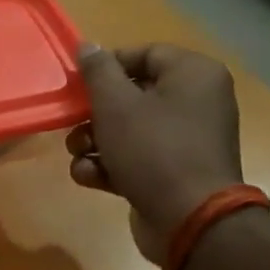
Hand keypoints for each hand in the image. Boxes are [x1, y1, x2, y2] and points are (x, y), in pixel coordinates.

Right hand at [66, 43, 243, 263]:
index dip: (107, 66)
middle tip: (72, 122)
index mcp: (194, 75)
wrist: (190, 222)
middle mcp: (197, 103)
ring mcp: (187, 141)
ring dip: (95, 142)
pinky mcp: (174, 173)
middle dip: (94, 113)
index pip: (144, 54)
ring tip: (79, 154)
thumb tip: (89, 46)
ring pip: (128, 129)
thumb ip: (98, 71)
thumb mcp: (116, 104)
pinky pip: (136, 158)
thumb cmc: (153, 149)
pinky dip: (111, 166)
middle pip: (132, 94)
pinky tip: (91, 176)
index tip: (78, 82)